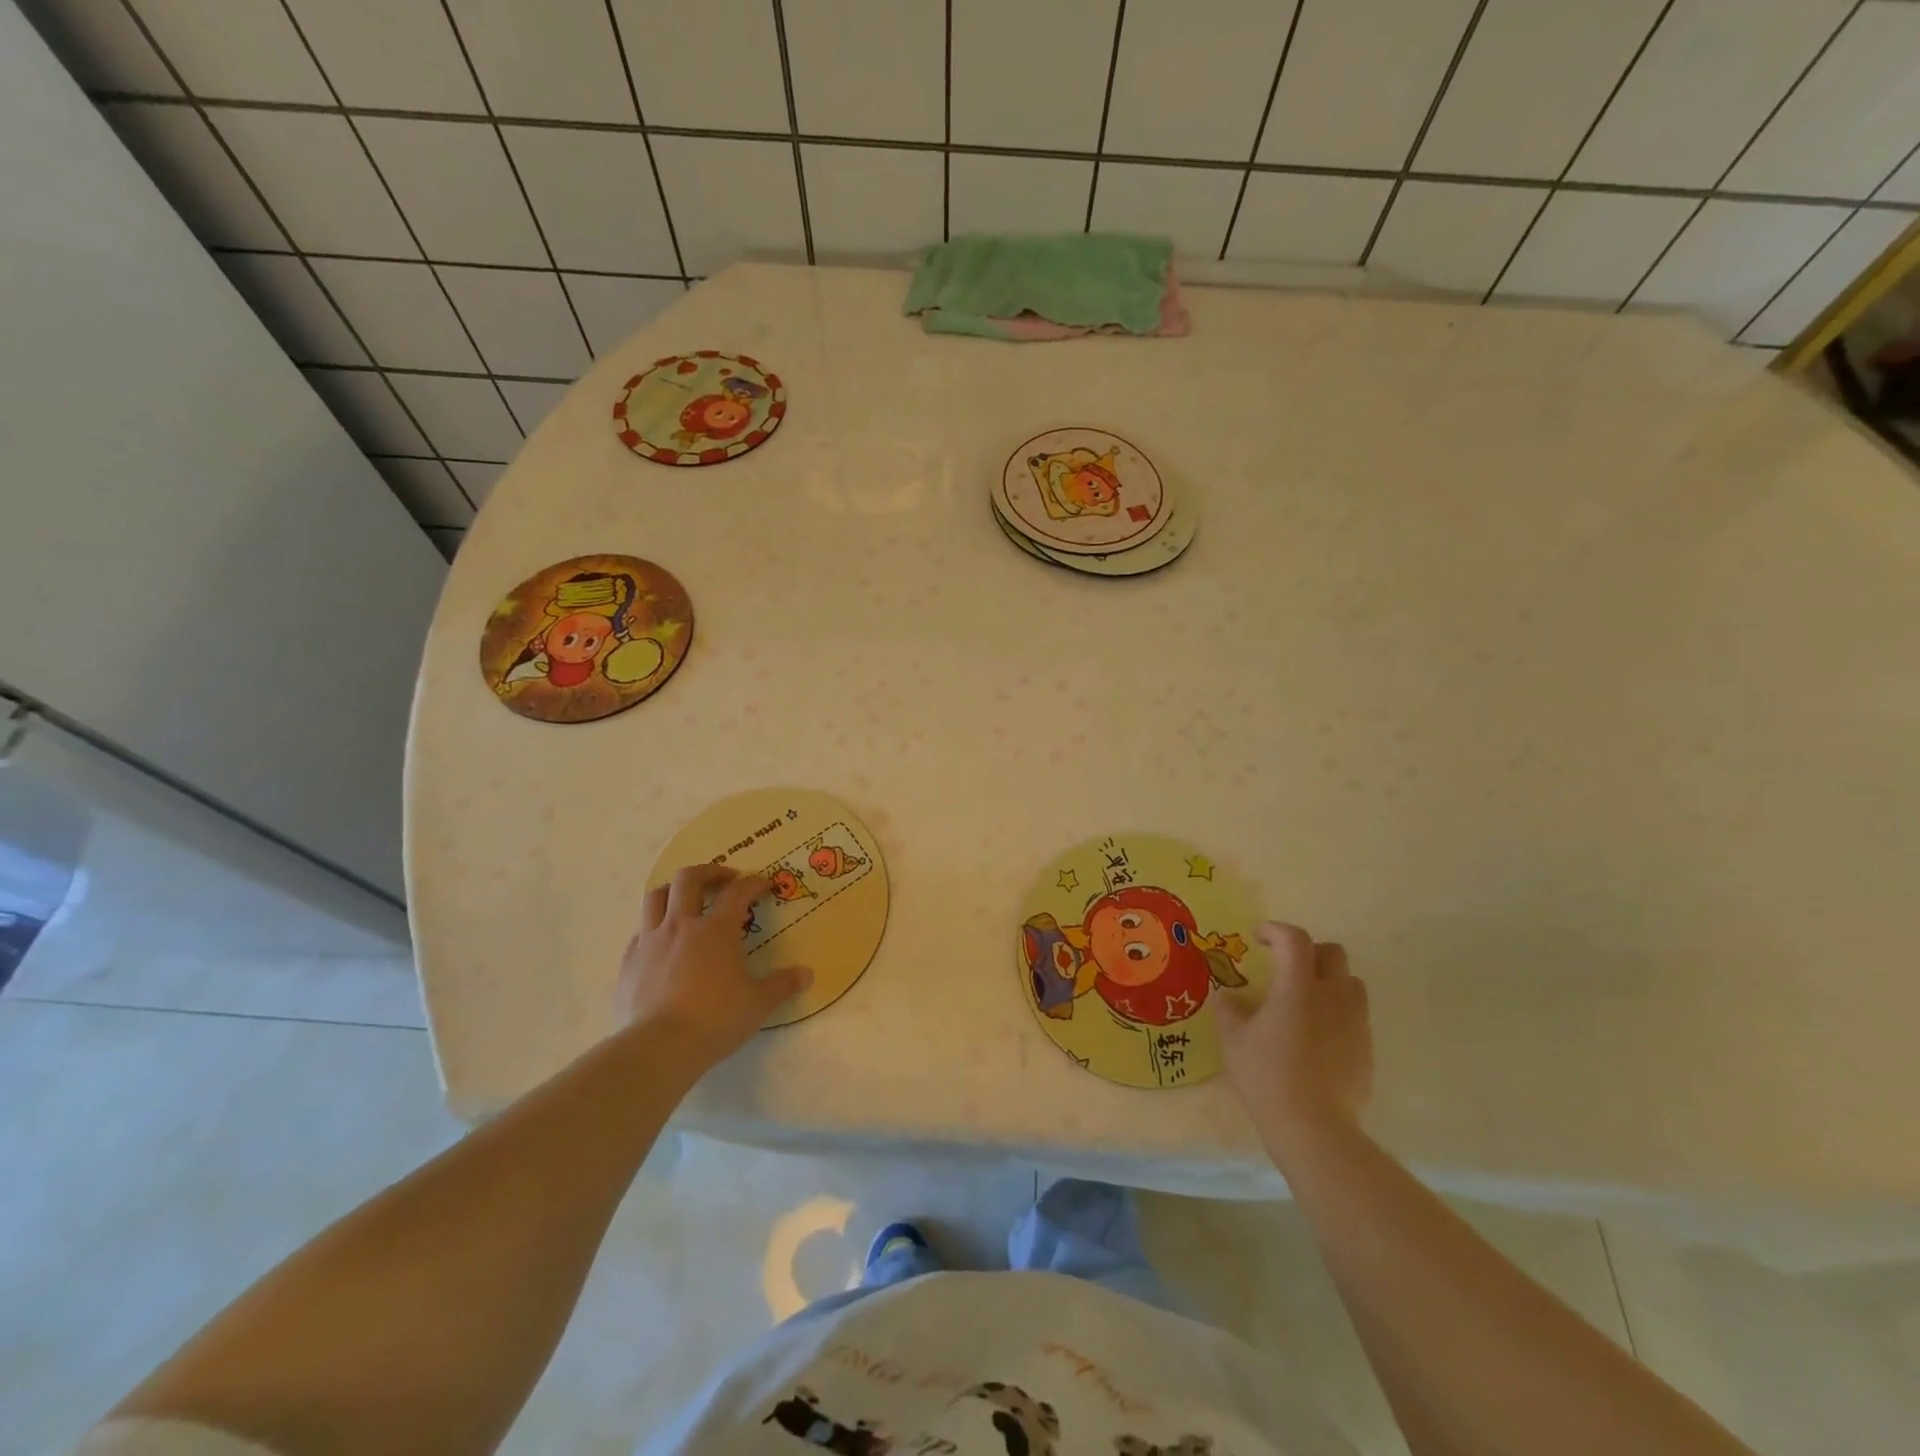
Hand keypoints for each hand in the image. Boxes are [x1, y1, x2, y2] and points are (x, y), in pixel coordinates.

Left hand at [616, 865, 811, 1065]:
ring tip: (686, 899)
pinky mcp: (628, 963)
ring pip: (656, 897)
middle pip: (689, 879)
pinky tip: (662, 944)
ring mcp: (650, 942)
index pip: (738, 892)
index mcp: (716, 930)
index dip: (754, 883)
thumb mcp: (758, 1004)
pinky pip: (639, 933)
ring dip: (673, 890)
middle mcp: (681, 926)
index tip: (765, 884)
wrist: (658, 1048)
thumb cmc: (715, 1019)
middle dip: (709, 872)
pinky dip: (652, 929)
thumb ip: (782, 985)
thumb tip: (806, 975)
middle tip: (724, 879)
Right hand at [1212, 922, 1372, 1149]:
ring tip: (1307, 999)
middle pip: (1332, 953)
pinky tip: (1317, 1037)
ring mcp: (1355, 1023)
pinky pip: (1356, 1017)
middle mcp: (1332, 996)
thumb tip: (1227, 997)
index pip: (1294, 939)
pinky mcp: (1367, 1050)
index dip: (1275, 930)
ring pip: (1351, 983)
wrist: (1315, 1128)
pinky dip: (1338, 1013)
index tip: (1258, 938)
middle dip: (1308, 951)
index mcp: (1298, 987)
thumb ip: (1228, 1011)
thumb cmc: (1267, 1076)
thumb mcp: (1233, 1041)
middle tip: (1286, 966)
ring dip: (1329, 980)